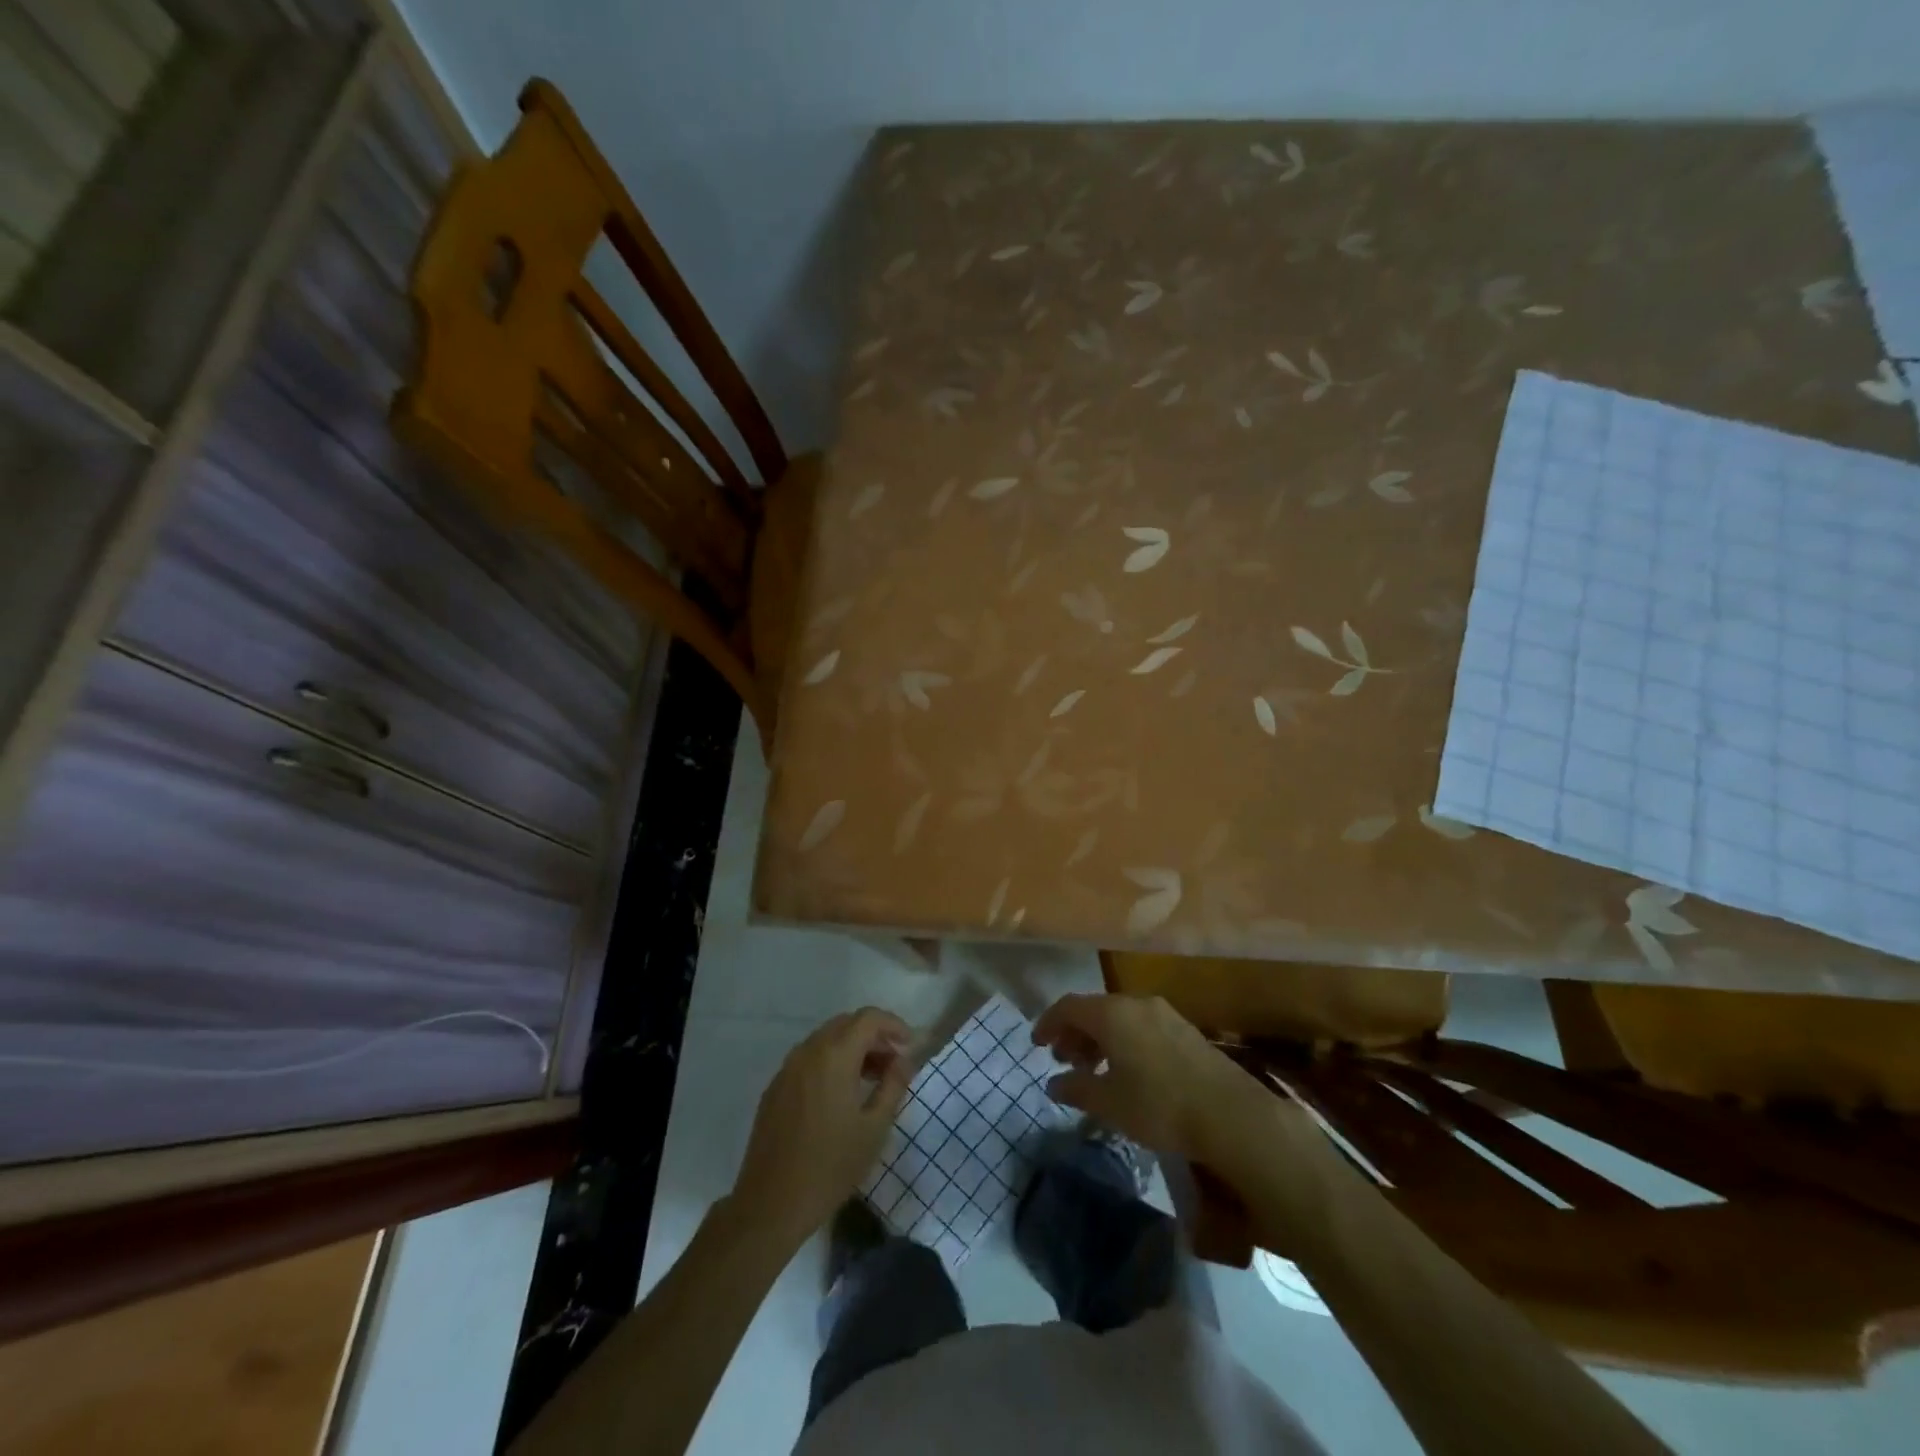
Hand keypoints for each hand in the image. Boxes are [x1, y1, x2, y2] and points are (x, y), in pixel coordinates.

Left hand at [729, 1008, 912, 1248]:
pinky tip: (840, 1094)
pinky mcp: (775, 1087)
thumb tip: (904, 1059)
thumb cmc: (830, 1167)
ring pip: (826, 1040)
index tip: (910, 1046)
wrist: (770, 1205)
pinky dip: (830, 1062)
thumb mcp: (874, 1128)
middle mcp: (808, 1051)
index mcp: (834, 1056)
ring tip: (871, 1079)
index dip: (893, 1025)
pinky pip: (809, 1059)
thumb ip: (893, 1086)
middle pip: (846, 1024)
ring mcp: (787, 1068)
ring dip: (852, 1048)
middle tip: (893, 1063)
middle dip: (874, 1036)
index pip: (869, 1018)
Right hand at [1032, 993, 1278, 1167]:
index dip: (1048, 1023)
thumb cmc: (1159, 1105)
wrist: (1230, 1114)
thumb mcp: (1109, 1103)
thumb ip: (1076, 1088)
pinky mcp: (1184, 1030)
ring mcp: (1164, 1014)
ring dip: (1099, 1039)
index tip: (1036, 1045)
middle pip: (1094, 1009)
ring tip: (1094, 1071)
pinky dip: (1123, 1042)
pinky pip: (1140, 1026)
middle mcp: (1136, 1003)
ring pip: (1119, 1018)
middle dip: (1074, 1033)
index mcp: (1111, 1013)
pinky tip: (1127, 1073)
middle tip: (1065, 1062)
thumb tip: (1054, 1083)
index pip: (1068, 1006)